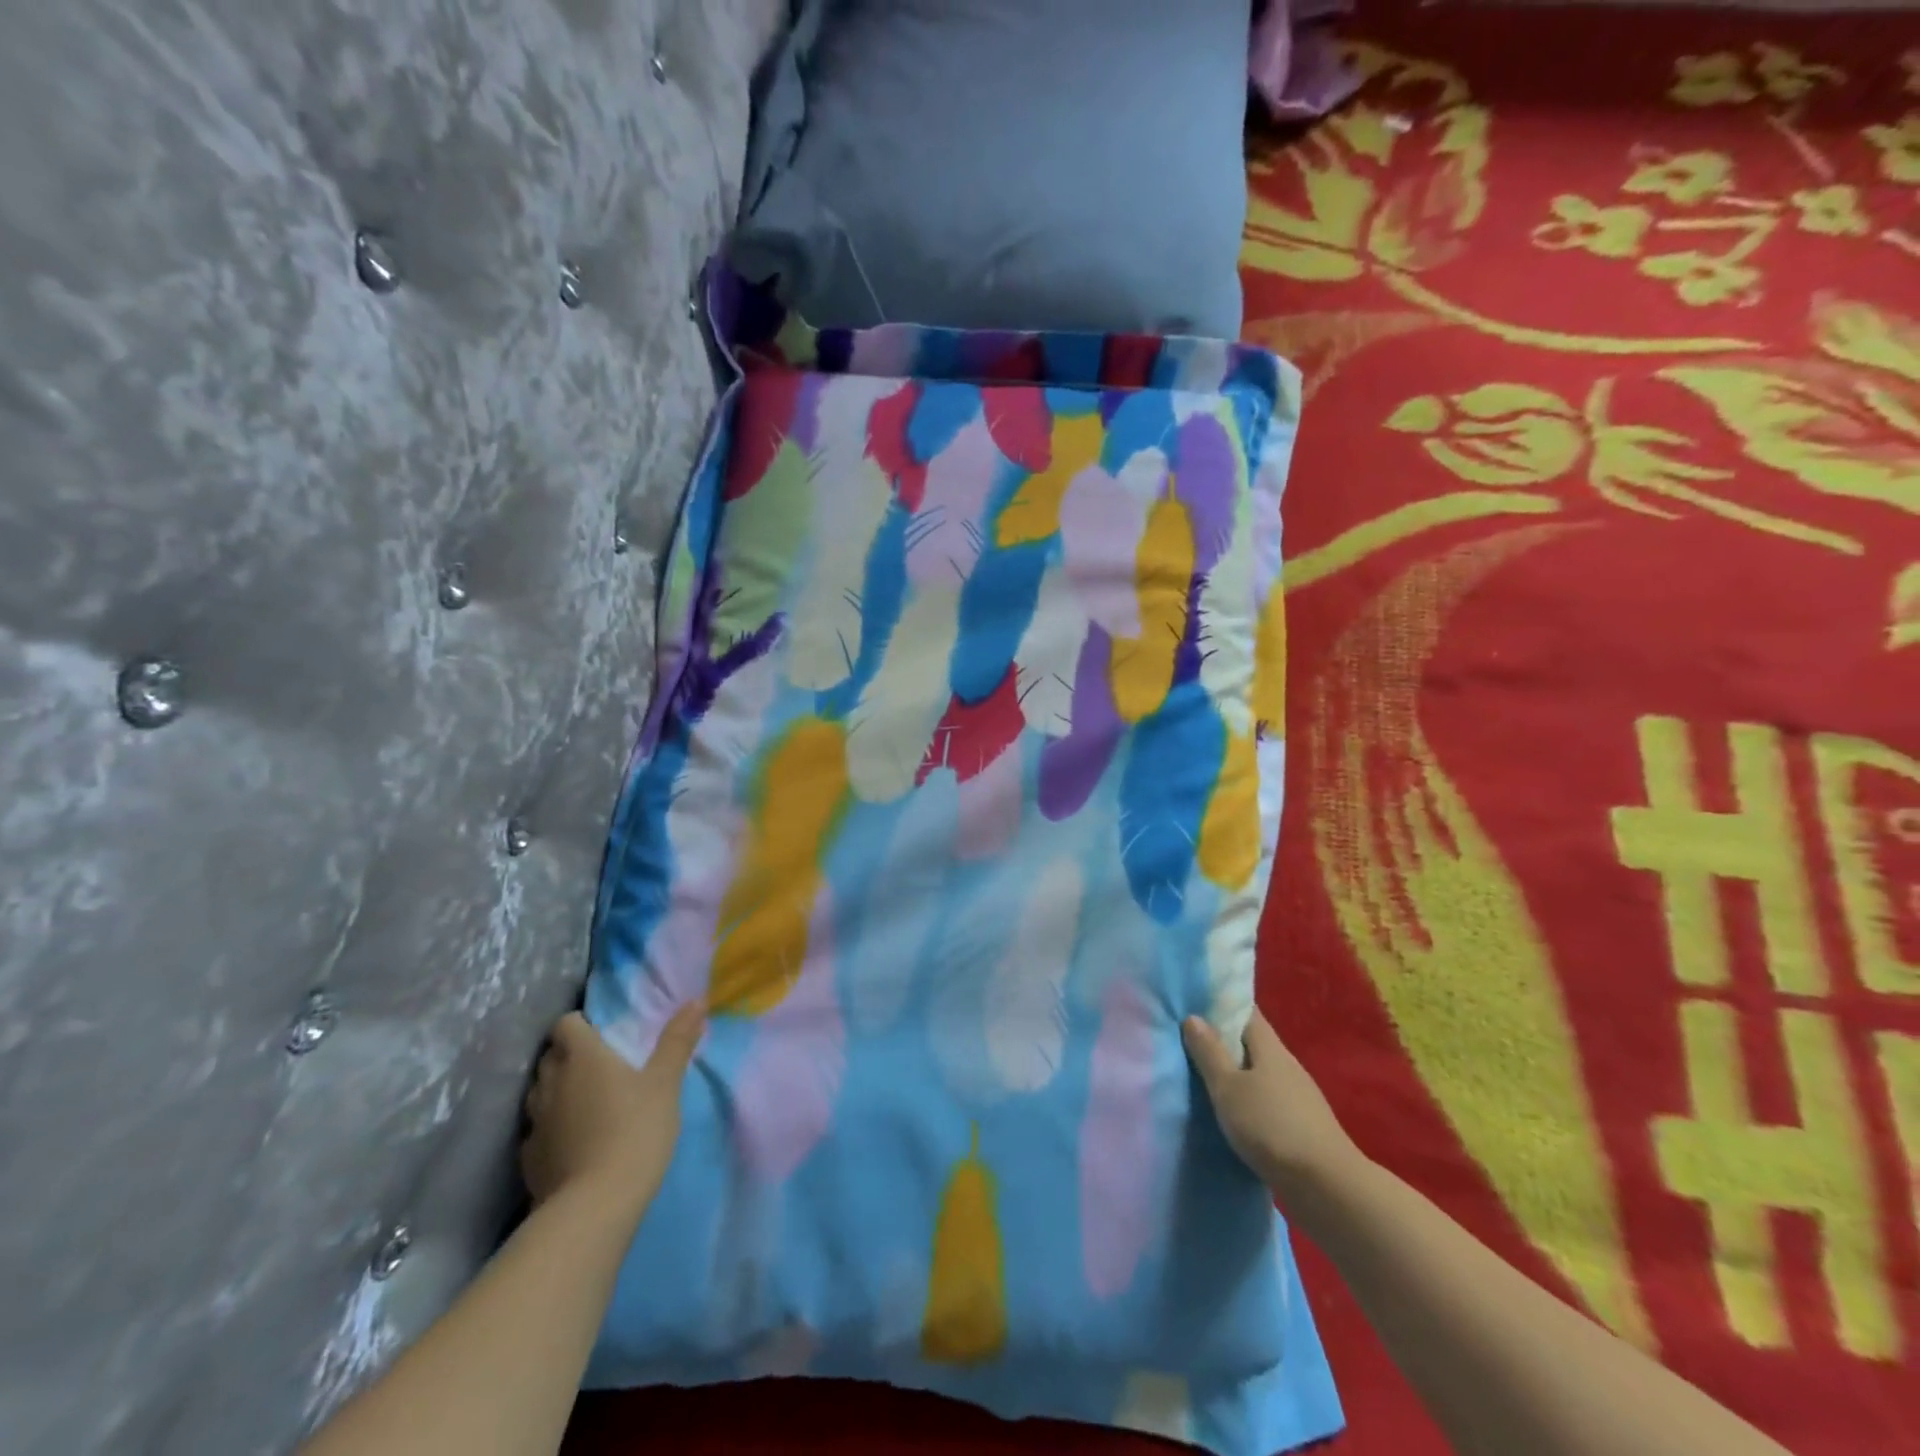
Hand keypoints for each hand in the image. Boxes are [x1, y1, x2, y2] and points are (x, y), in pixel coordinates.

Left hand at [520, 1002, 705, 1216]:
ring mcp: (535, 1122)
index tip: (603, 1033)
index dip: (581, 1024)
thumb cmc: (635, 1130)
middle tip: (601, 1065)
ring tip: (587, 1101)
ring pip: (540, 1092)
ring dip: (558, 1090)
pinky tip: (573, 1141)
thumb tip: (696, 1000)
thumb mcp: (666, 1082)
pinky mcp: (528, 1159)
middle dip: (569, 1055)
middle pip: (550, 1056)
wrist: (594, 1206)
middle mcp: (550, 1082)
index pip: (566, 1024)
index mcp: (582, 1056)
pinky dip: (552, 1127)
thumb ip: (677, 1040)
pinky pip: (537, 1129)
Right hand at [1182, 1008, 1364, 1199]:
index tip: (1196, 1002)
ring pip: (1261, 1073)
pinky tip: (1234, 1114)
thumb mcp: (1228, 1088)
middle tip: (1190, 1041)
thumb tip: (1194, 1017)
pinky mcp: (1303, 1125)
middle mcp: (1287, 1065)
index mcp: (1270, 1047)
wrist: (1327, 1188)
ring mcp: (1299, 1096)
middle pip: (1253, 1042)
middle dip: (1225, 1040)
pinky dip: (1250, 1100)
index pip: (1246, 1011)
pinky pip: (1268, 1100)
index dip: (1222, 1004)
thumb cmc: (1270, 1127)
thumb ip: (1209, 1053)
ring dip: (1237, 1073)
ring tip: (1206, 1078)